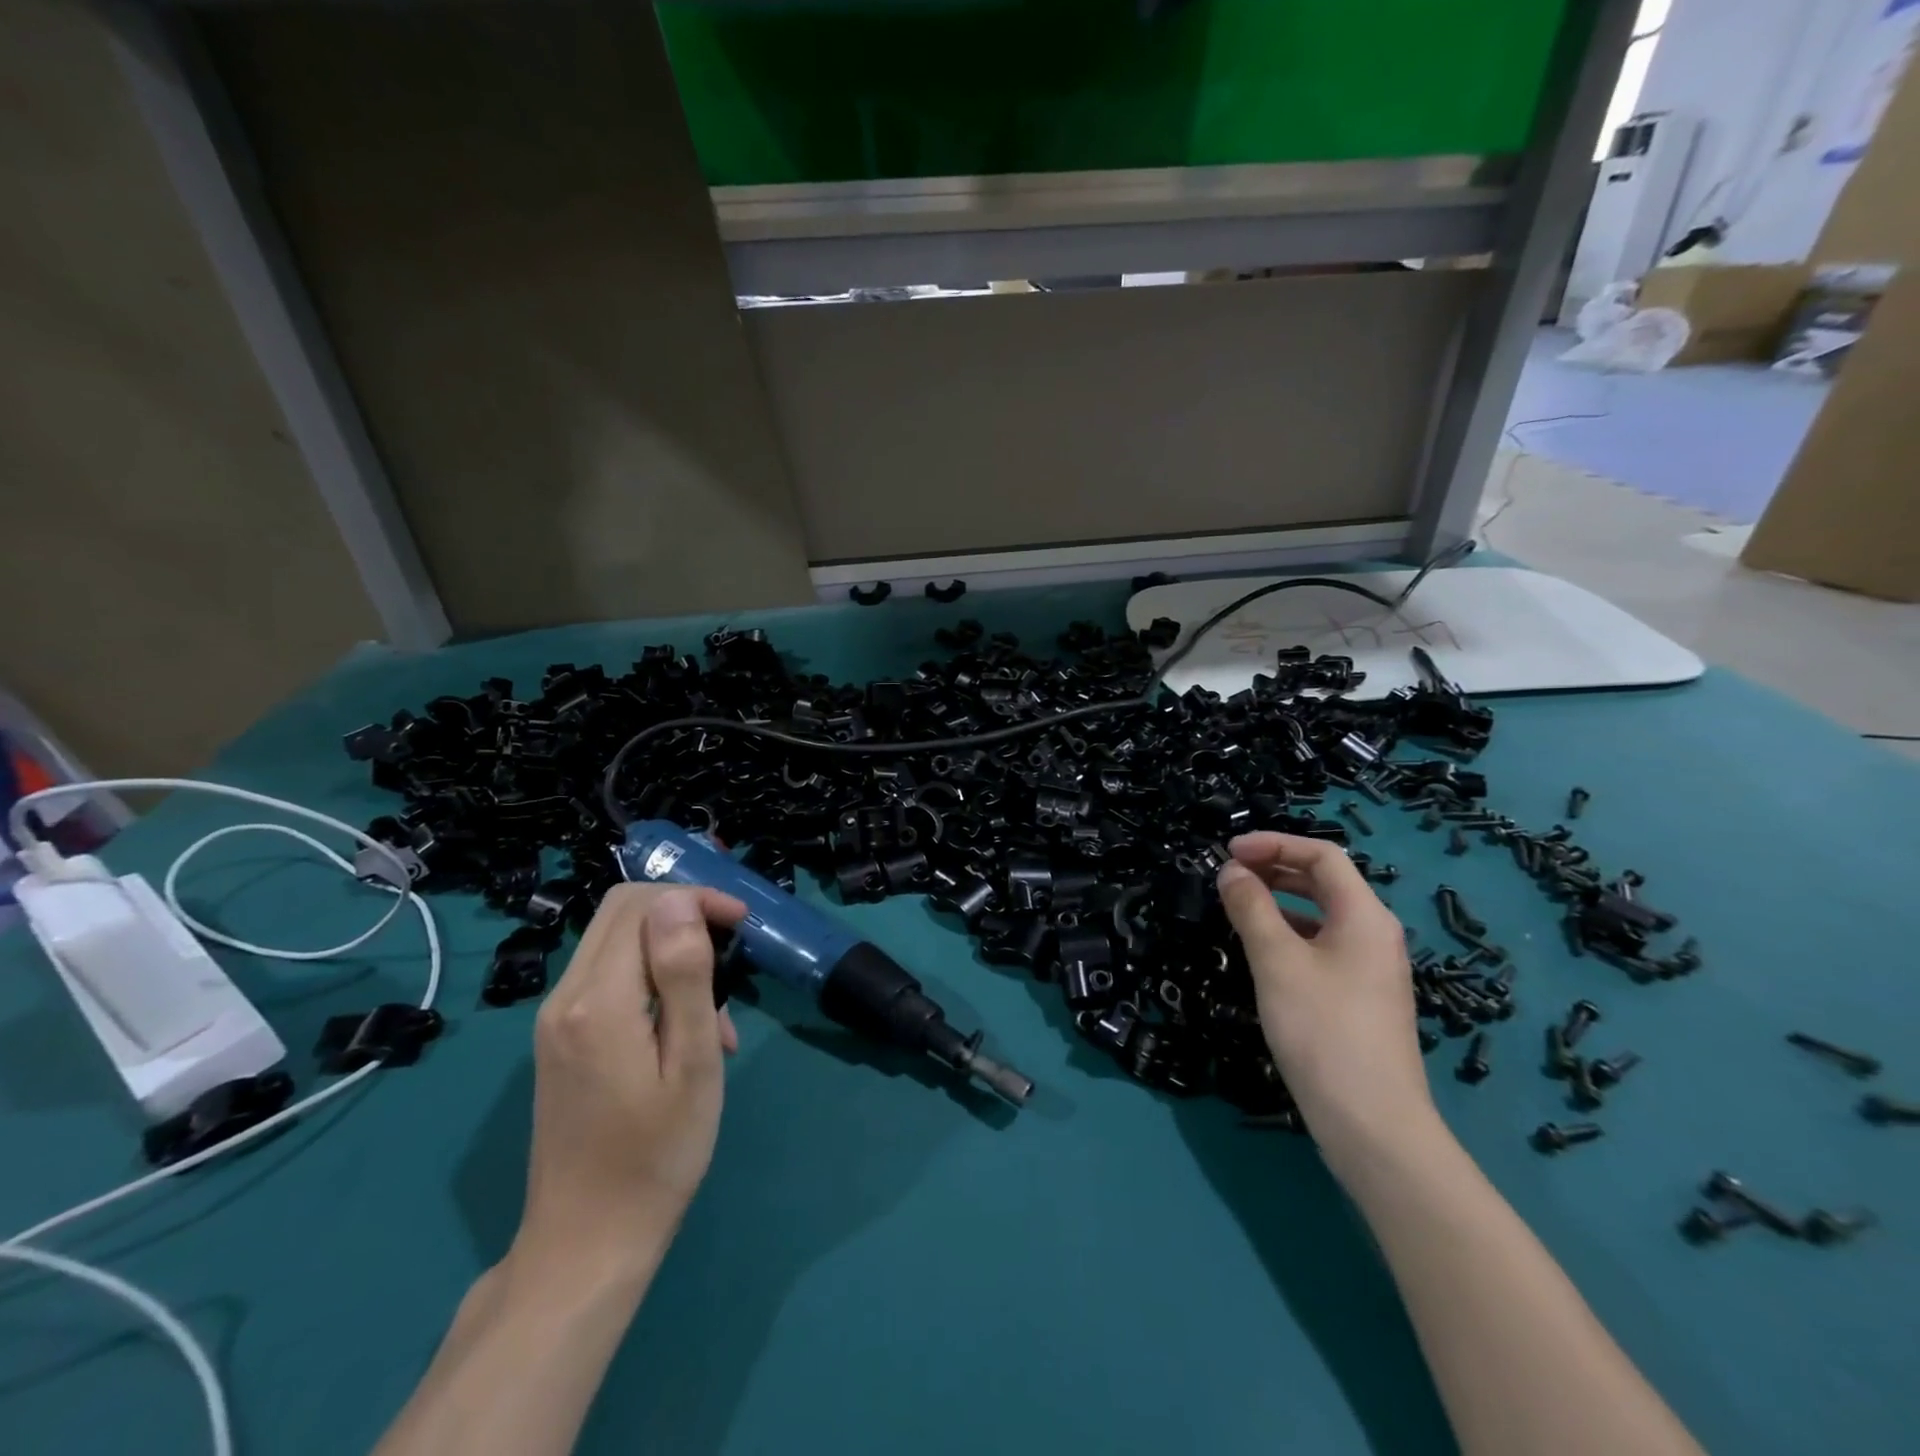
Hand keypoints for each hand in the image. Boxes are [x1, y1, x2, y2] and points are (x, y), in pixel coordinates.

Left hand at [516, 884, 746, 1270]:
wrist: (586, 1244)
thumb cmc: (656, 1156)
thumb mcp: (690, 1063)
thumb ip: (683, 975)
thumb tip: (679, 902)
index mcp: (598, 1000)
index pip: (642, 905)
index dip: (696, 898)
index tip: (742, 924)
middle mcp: (565, 997)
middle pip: (622, 913)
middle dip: (684, 913)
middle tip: (733, 949)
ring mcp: (555, 1020)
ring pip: (617, 943)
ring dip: (671, 950)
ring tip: (719, 1012)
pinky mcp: (560, 1040)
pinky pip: (608, 979)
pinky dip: (651, 980)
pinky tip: (685, 1031)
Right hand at [1215, 833, 1434, 1155]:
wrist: (1372, 1125)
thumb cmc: (1322, 1030)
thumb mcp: (1277, 961)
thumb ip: (1251, 908)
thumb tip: (1231, 871)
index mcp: (1364, 916)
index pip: (1322, 856)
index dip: (1274, 844)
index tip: (1228, 852)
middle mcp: (1375, 934)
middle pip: (1325, 882)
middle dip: (1275, 868)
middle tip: (1229, 874)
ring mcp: (1371, 968)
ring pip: (1322, 915)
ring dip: (1280, 900)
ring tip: (1237, 906)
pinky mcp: (1360, 998)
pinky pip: (1322, 945)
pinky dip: (1290, 933)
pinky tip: (1261, 950)